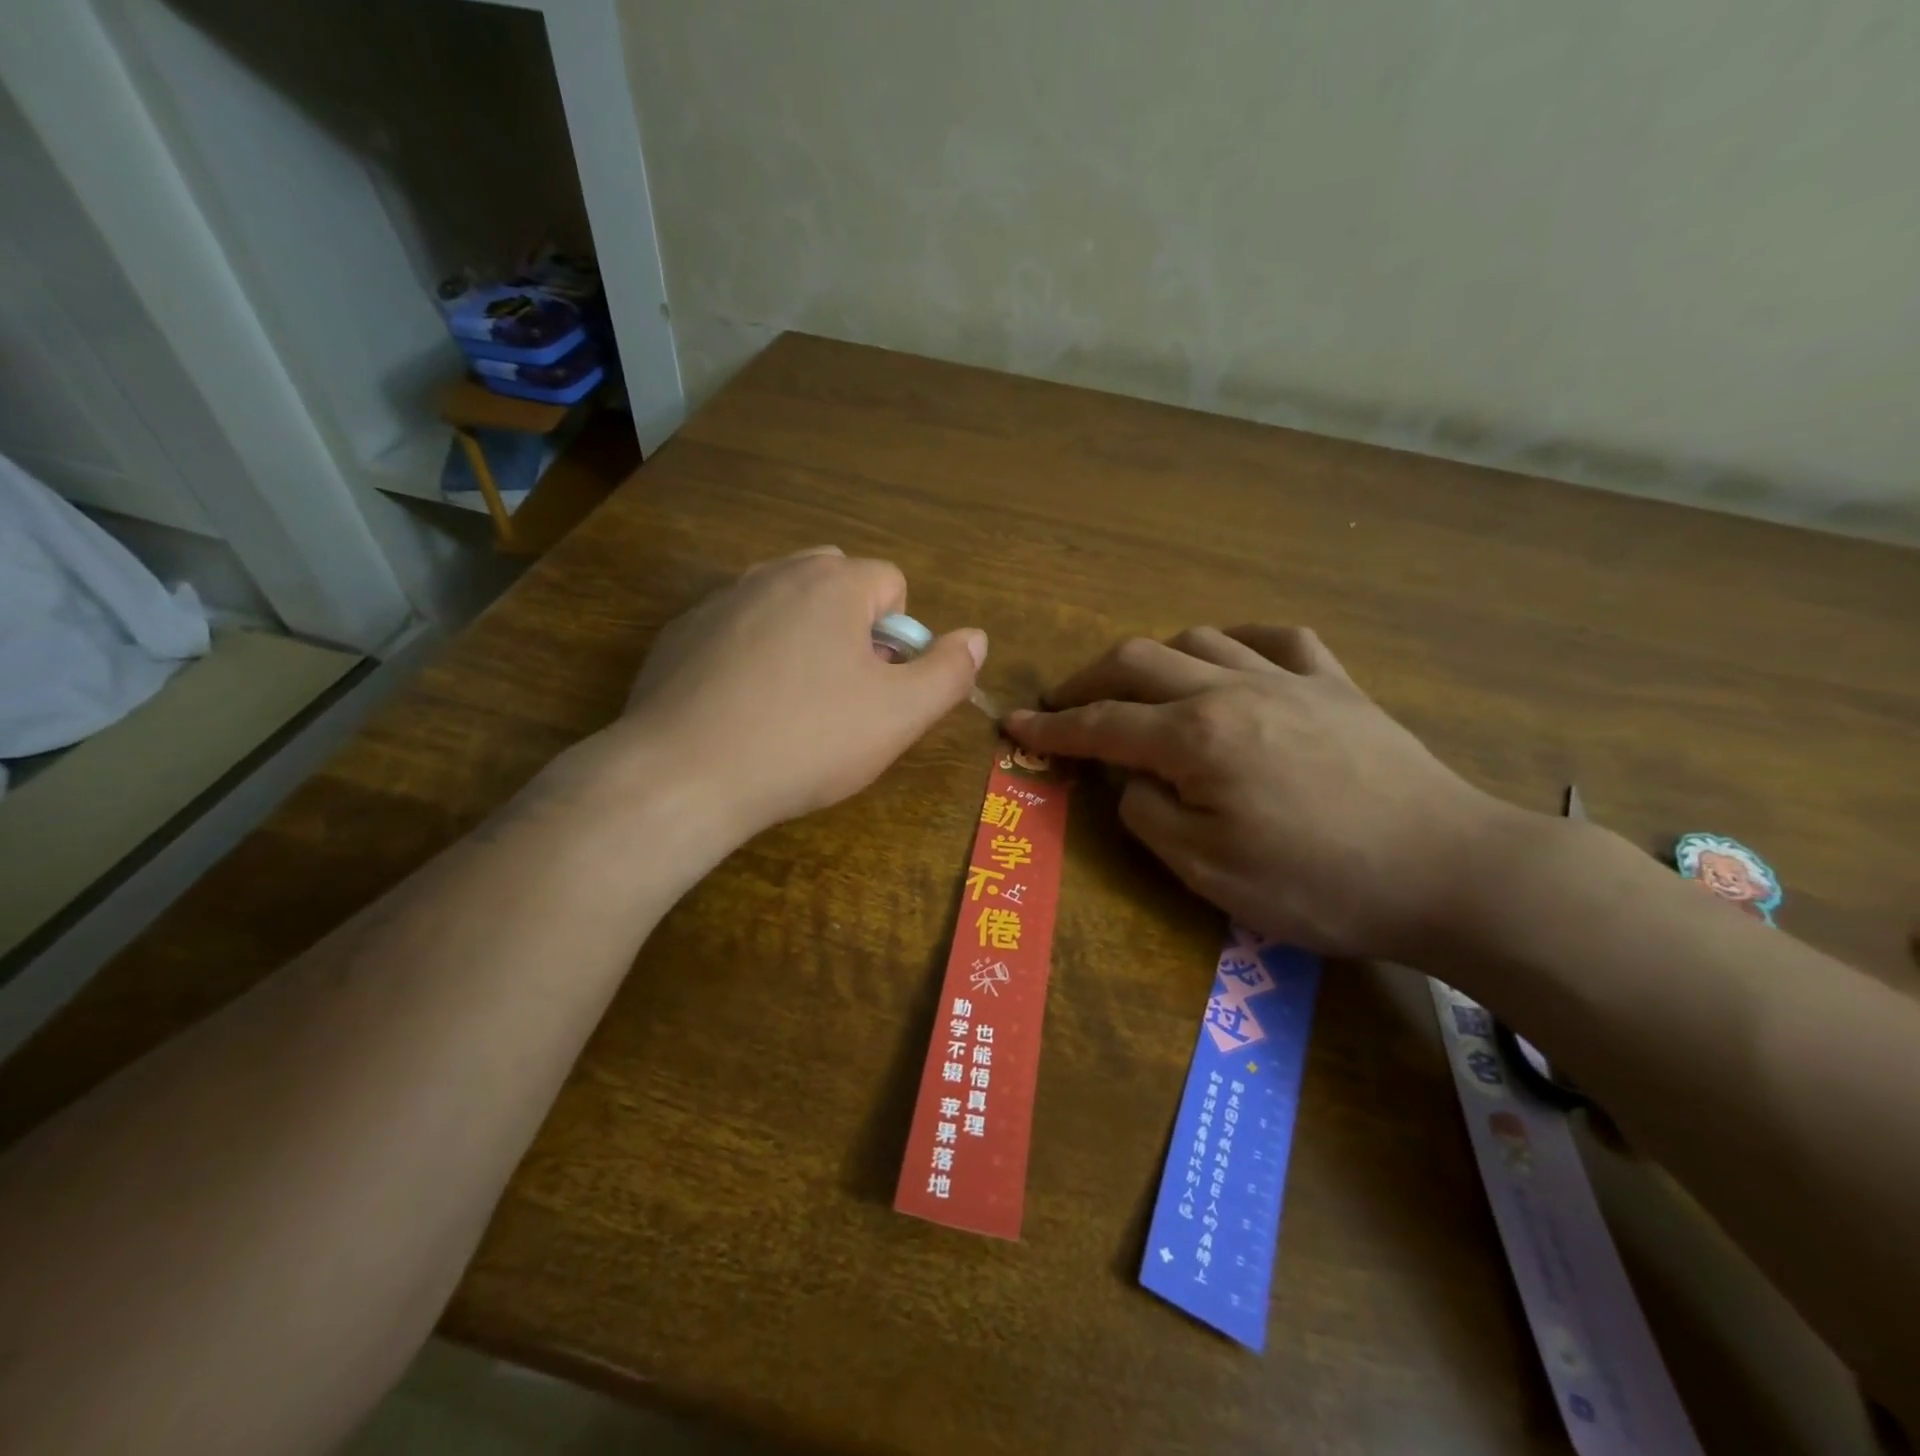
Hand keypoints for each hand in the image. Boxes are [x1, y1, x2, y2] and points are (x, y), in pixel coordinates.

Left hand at [562, 548, 984, 842]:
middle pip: (837, 582)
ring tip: (792, 703)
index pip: (892, 584)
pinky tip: (741, 707)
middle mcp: (775, 572)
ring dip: (803, 637)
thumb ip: (948, 672)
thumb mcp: (898, 717)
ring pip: (785, 602)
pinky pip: (737, 627)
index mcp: (833, 583)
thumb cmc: (806, 742)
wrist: (683, 775)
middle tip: (842, 692)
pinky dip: (751, 653)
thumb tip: (976, 638)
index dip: (899, 639)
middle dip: (852, 627)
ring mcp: (721, 599)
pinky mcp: (681, 631)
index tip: (880, 688)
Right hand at [1004, 627, 1513, 958]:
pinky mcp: (1336, 684)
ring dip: (1152, 659)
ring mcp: (1288, 679)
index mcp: (1196, 738)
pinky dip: (1235, 640)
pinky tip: (1227, 657)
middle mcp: (1232, 689)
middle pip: (1137, 662)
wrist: (1450, 871)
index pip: (1101, 726)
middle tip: (1061, 704)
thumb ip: (1149, 816)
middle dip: (1086, 681)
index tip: (1013, 725)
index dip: (1051, 728)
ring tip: (1138, 689)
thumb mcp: (1209, 871)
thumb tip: (1129, 781)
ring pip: (1197, 639)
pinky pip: (1275, 638)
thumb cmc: (1319, 884)